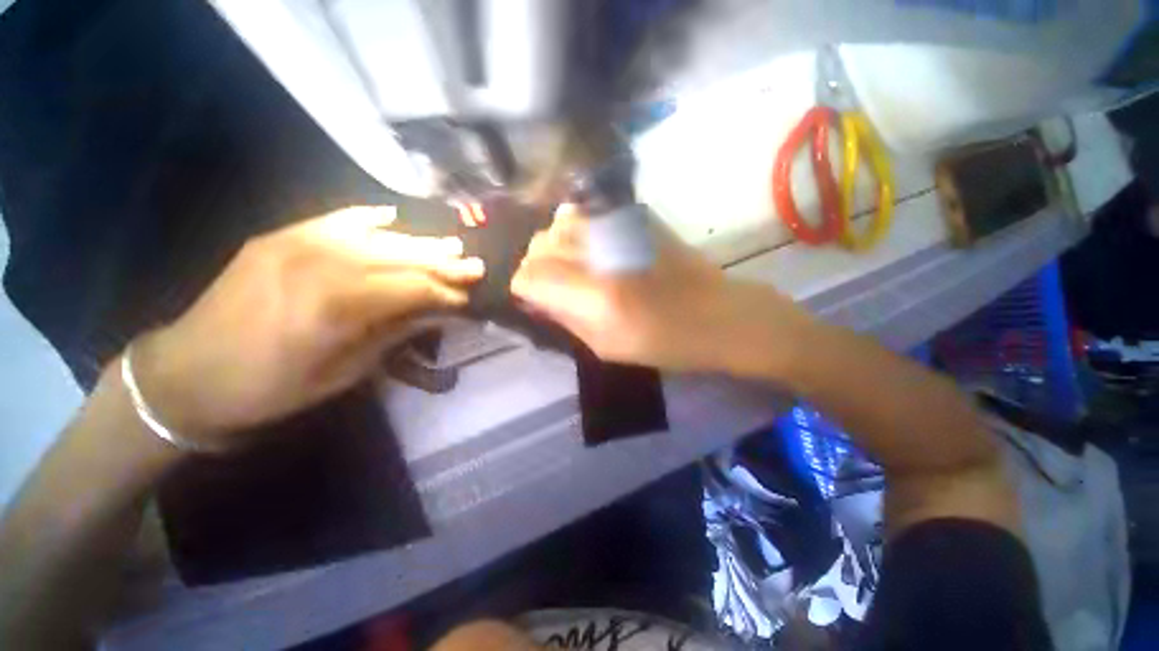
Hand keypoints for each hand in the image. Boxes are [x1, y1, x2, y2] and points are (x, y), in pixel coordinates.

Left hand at [129, 206, 483, 447]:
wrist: (189, 374)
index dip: (447, 292)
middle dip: (443, 262)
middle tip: (475, 264)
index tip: (472, 298)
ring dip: (417, 241)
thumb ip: (395, 332)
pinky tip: (393, 217)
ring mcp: (296, 242)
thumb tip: (437, 312)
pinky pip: (335, 219)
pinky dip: (369, 218)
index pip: (413, 288)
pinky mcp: (280, 236)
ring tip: (450, 243)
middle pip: (399, 256)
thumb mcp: (345, 372)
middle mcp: (320, 262)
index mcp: (336, 304)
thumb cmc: (272, 387)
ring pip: (375, 236)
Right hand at [511, 204, 811, 375]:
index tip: (534, 299)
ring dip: (556, 246)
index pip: (529, 277)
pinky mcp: (635, 216)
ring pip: (558, 224)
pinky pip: (587, 213)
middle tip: (553, 286)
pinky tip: (592, 248)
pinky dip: (577, 229)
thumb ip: (564, 318)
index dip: (524, 288)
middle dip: (537, 266)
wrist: (719, 314)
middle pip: (539, 245)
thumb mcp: (605, 347)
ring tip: (573, 265)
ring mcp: (619, 228)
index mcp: (595, 297)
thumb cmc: (664, 343)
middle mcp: (601, 255)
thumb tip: (536, 297)